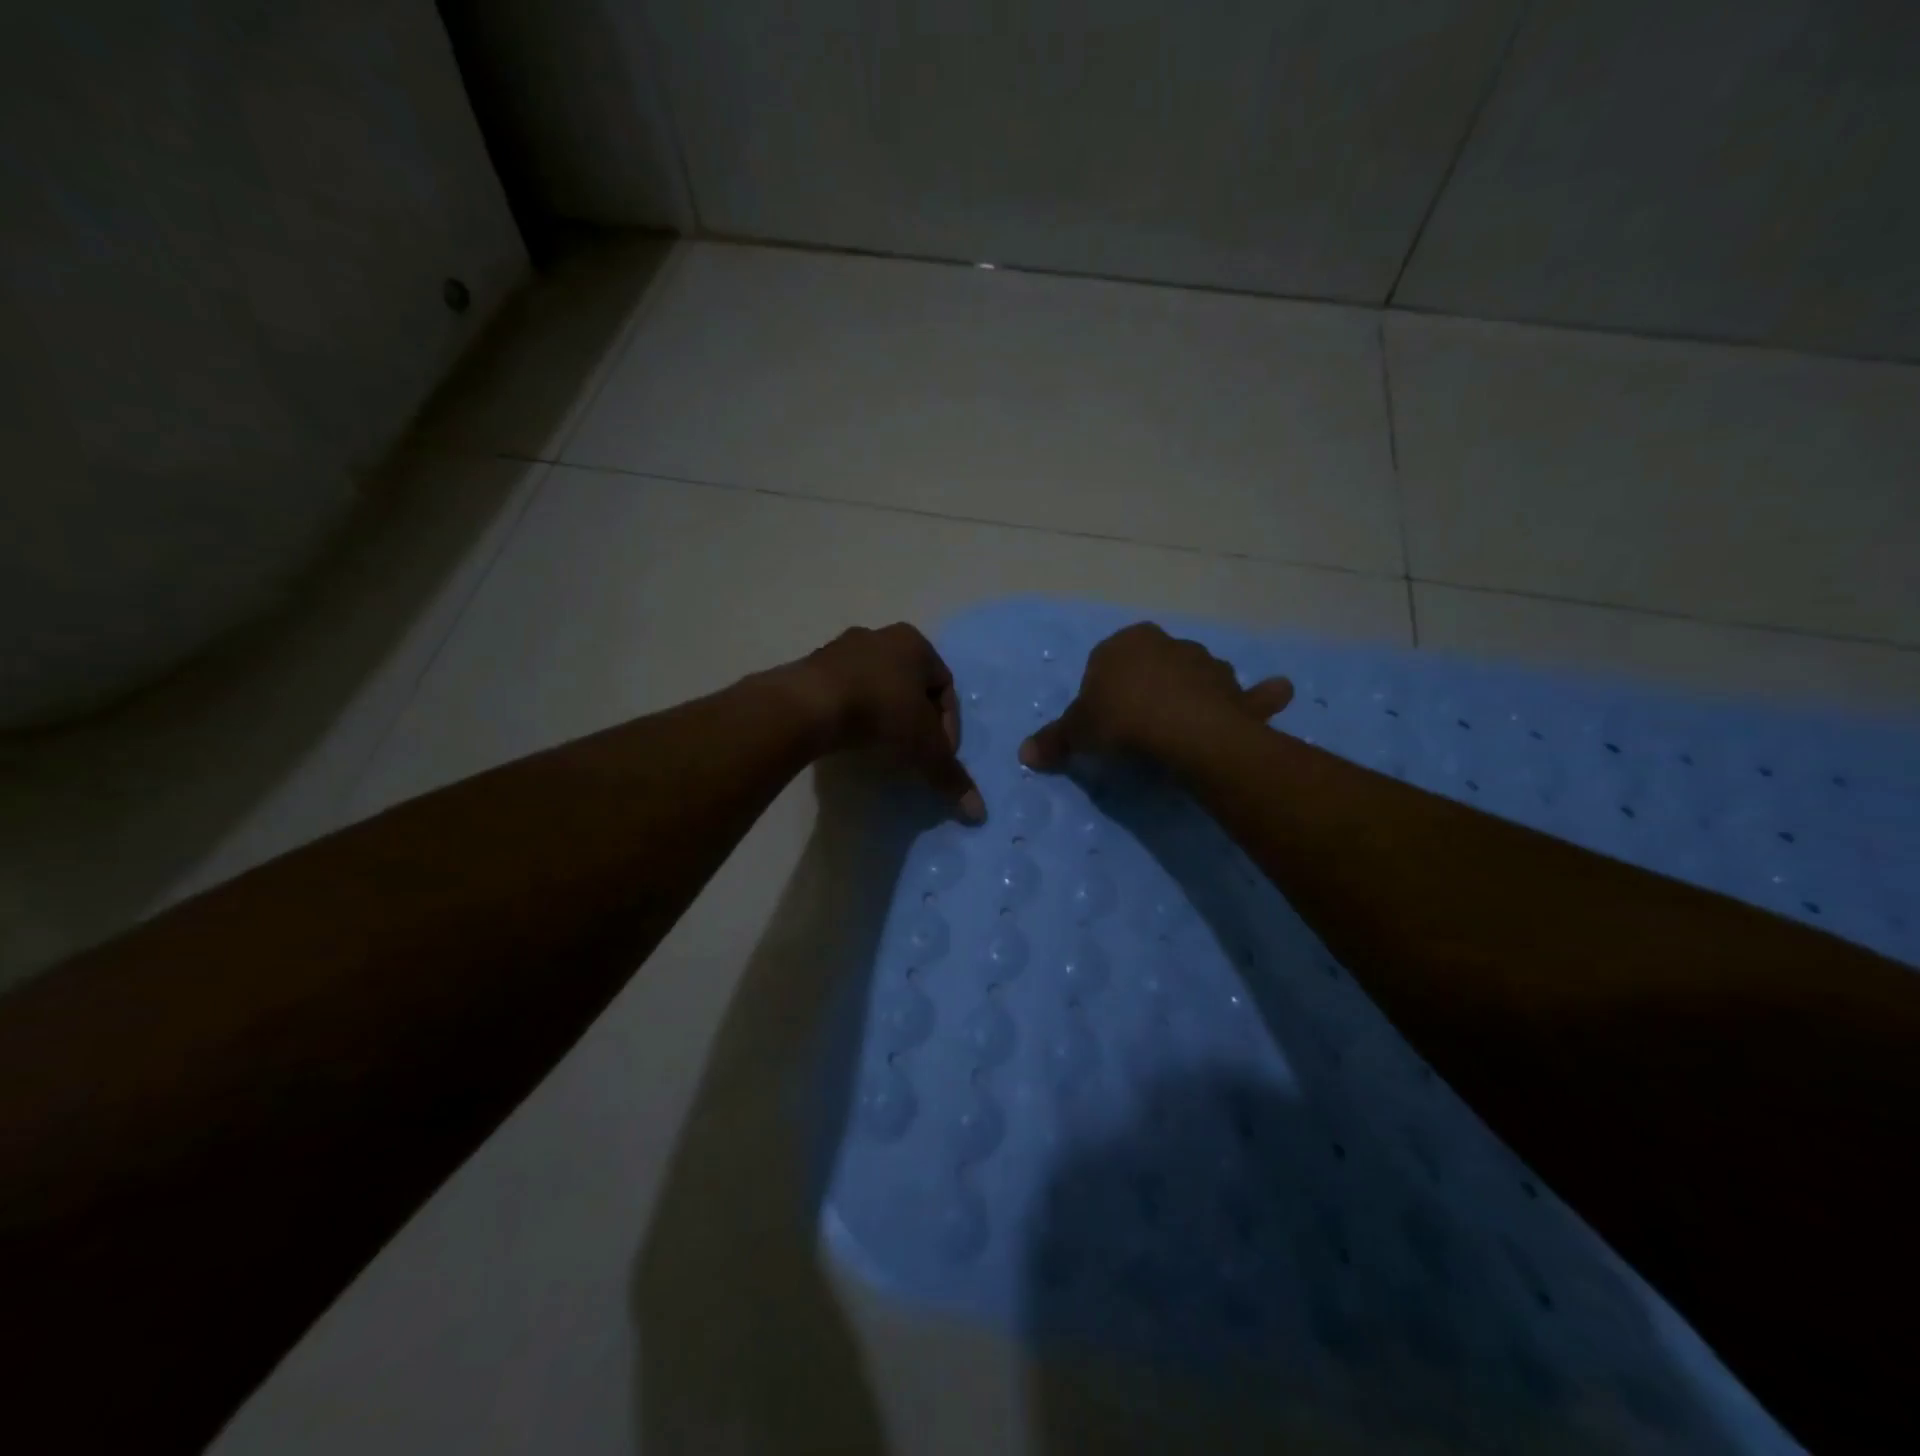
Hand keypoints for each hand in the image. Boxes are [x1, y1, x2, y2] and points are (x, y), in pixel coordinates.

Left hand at [793, 624, 984, 821]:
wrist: (809, 705)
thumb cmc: (881, 714)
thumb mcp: (924, 749)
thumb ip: (951, 776)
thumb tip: (979, 813)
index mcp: (915, 643)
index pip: (946, 687)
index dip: (948, 726)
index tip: (940, 756)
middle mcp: (880, 636)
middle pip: (910, 684)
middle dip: (916, 719)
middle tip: (914, 752)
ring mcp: (842, 648)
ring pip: (876, 686)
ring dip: (884, 715)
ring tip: (881, 750)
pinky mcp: (812, 666)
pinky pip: (844, 692)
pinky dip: (854, 714)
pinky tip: (851, 740)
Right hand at [1019, 622, 1292, 770]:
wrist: (1181, 730)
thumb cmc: (1121, 721)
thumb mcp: (1078, 733)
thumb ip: (1054, 741)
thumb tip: (1023, 755)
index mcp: (1125, 644)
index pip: (1106, 662)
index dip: (1102, 692)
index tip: (1103, 723)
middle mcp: (1168, 644)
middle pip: (1153, 666)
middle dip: (1147, 689)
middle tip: (1137, 729)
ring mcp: (1206, 665)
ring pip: (1197, 677)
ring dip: (1194, 694)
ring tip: (1183, 729)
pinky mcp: (1236, 691)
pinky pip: (1251, 693)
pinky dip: (1262, 696)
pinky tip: (1276, 693)